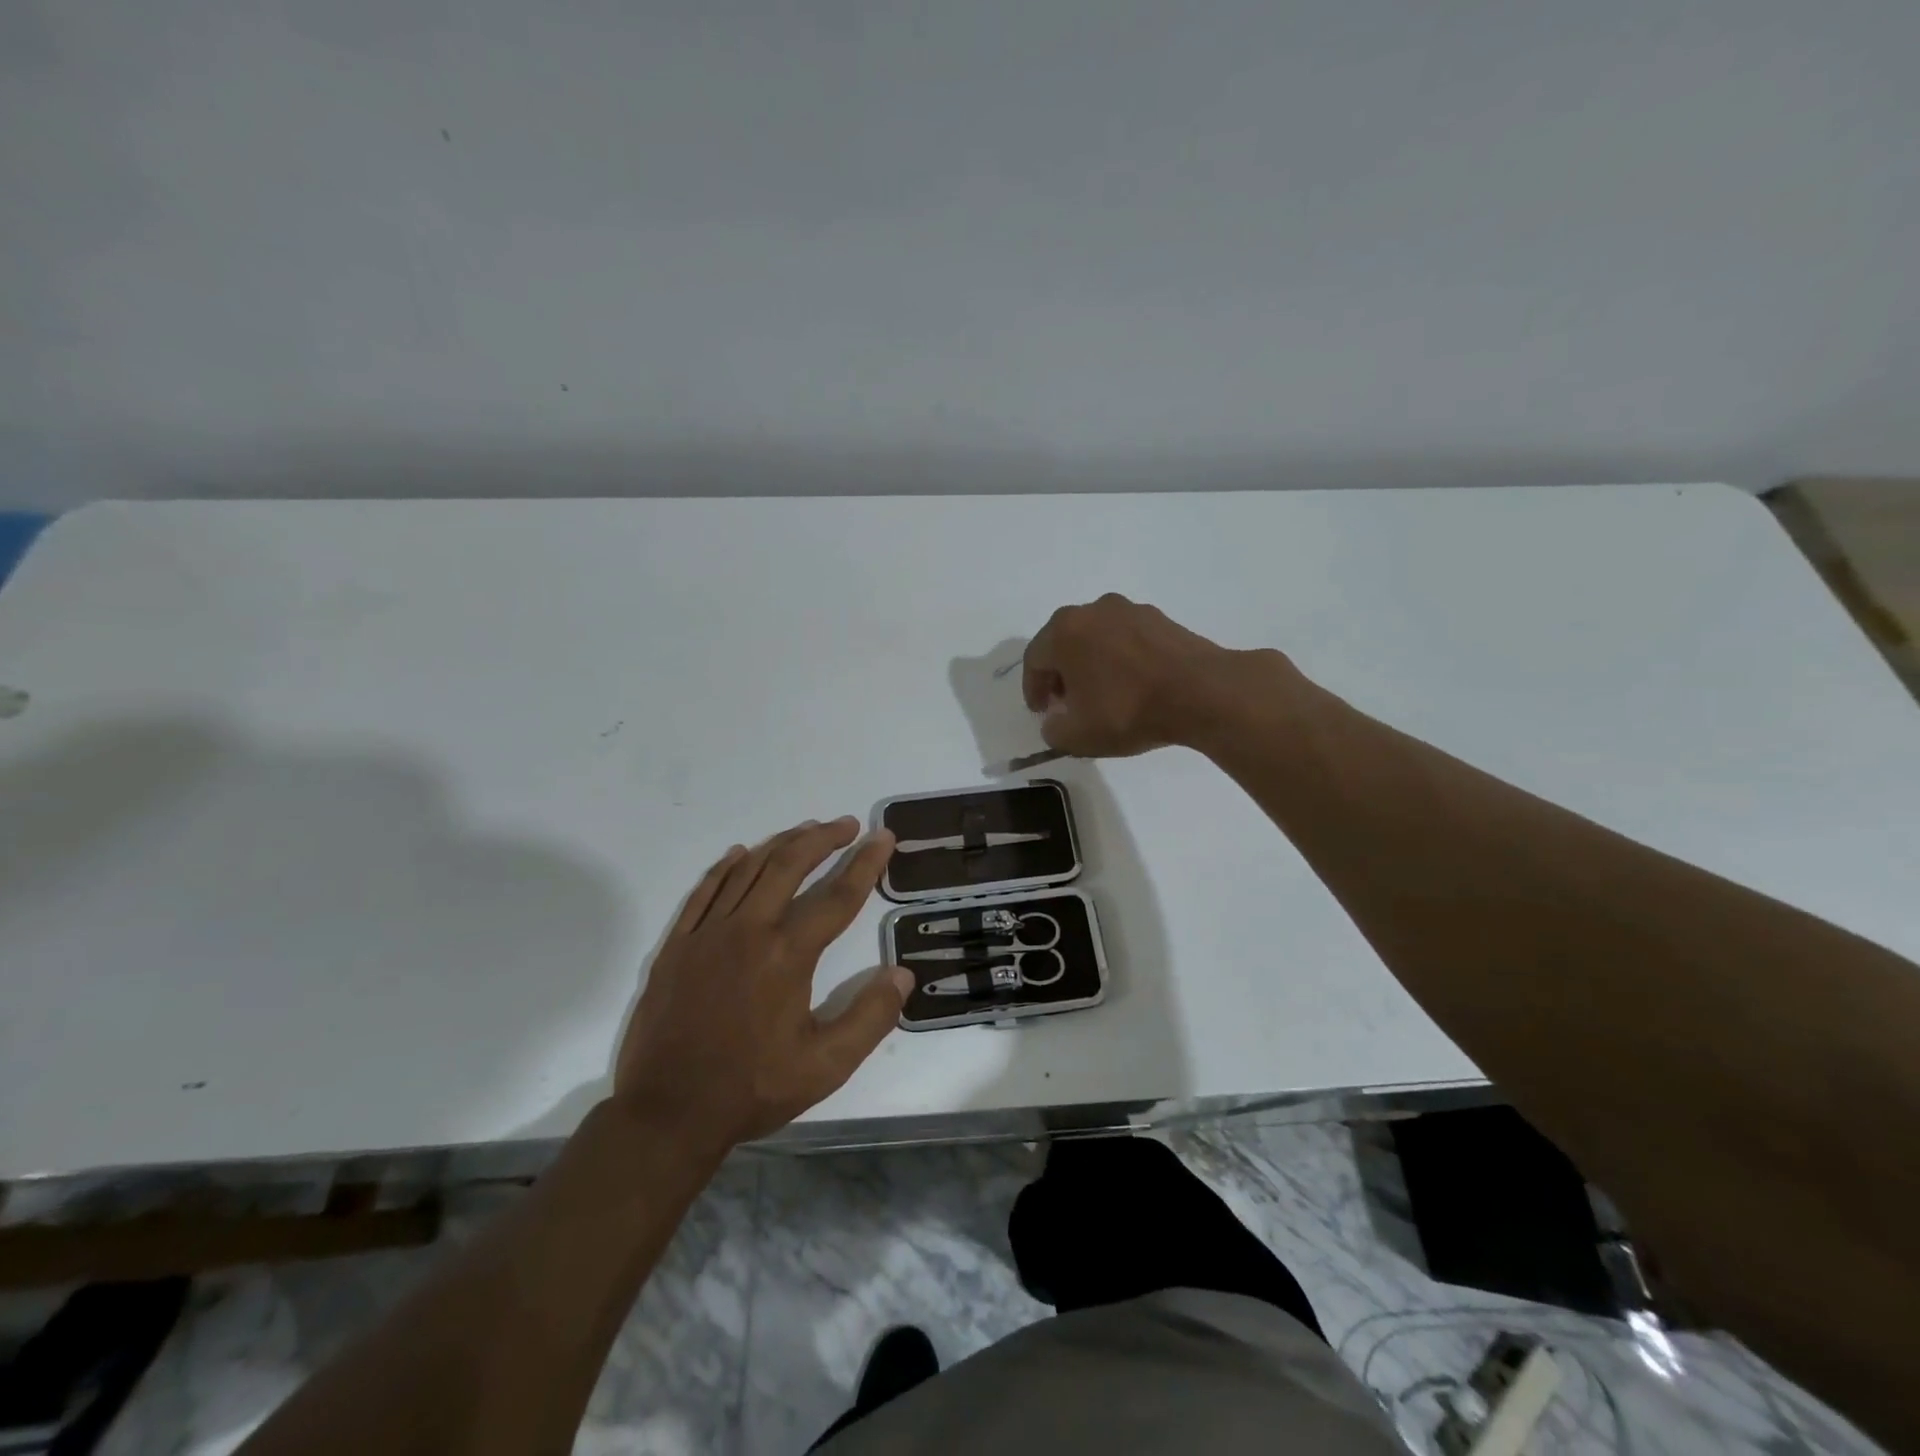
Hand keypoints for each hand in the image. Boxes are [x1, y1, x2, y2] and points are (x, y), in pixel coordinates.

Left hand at [614, 817, 912, 1152]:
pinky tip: (739, 854)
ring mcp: (707, 934)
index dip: (865, 864)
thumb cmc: (751, 1089)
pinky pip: (704, 891)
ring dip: (781, 844)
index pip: (837, 897)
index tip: (883, 837)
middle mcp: (748, 930)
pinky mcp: (678, 945)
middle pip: (790, 866)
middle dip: (823, 839)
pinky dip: (726, 867)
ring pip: (748, 870)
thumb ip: (870, 1018)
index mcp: (787, 956)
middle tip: (847, 825)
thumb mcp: (825, 1066)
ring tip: (807, 830)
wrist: (667, 1113)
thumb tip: (902, 974)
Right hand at [1023, 593, 1287, 756]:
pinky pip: (1126, 638)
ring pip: (1096, 637)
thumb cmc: (1129, 711)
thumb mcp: (1079, 736)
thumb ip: (1054, 731)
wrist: (1202, 693)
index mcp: (1065, 631)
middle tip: (1066, 702)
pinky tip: (1131, 684)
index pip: (1034, 660)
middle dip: (1060, 673)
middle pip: (1063, 642)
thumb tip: (1055, 722)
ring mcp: (1129, 610)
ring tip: (1100, 693)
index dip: (1033, 690)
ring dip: (1090, 663)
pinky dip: (1120, 658)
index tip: (1041, 712)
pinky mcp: (1160, 618)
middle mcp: (1093, 610)